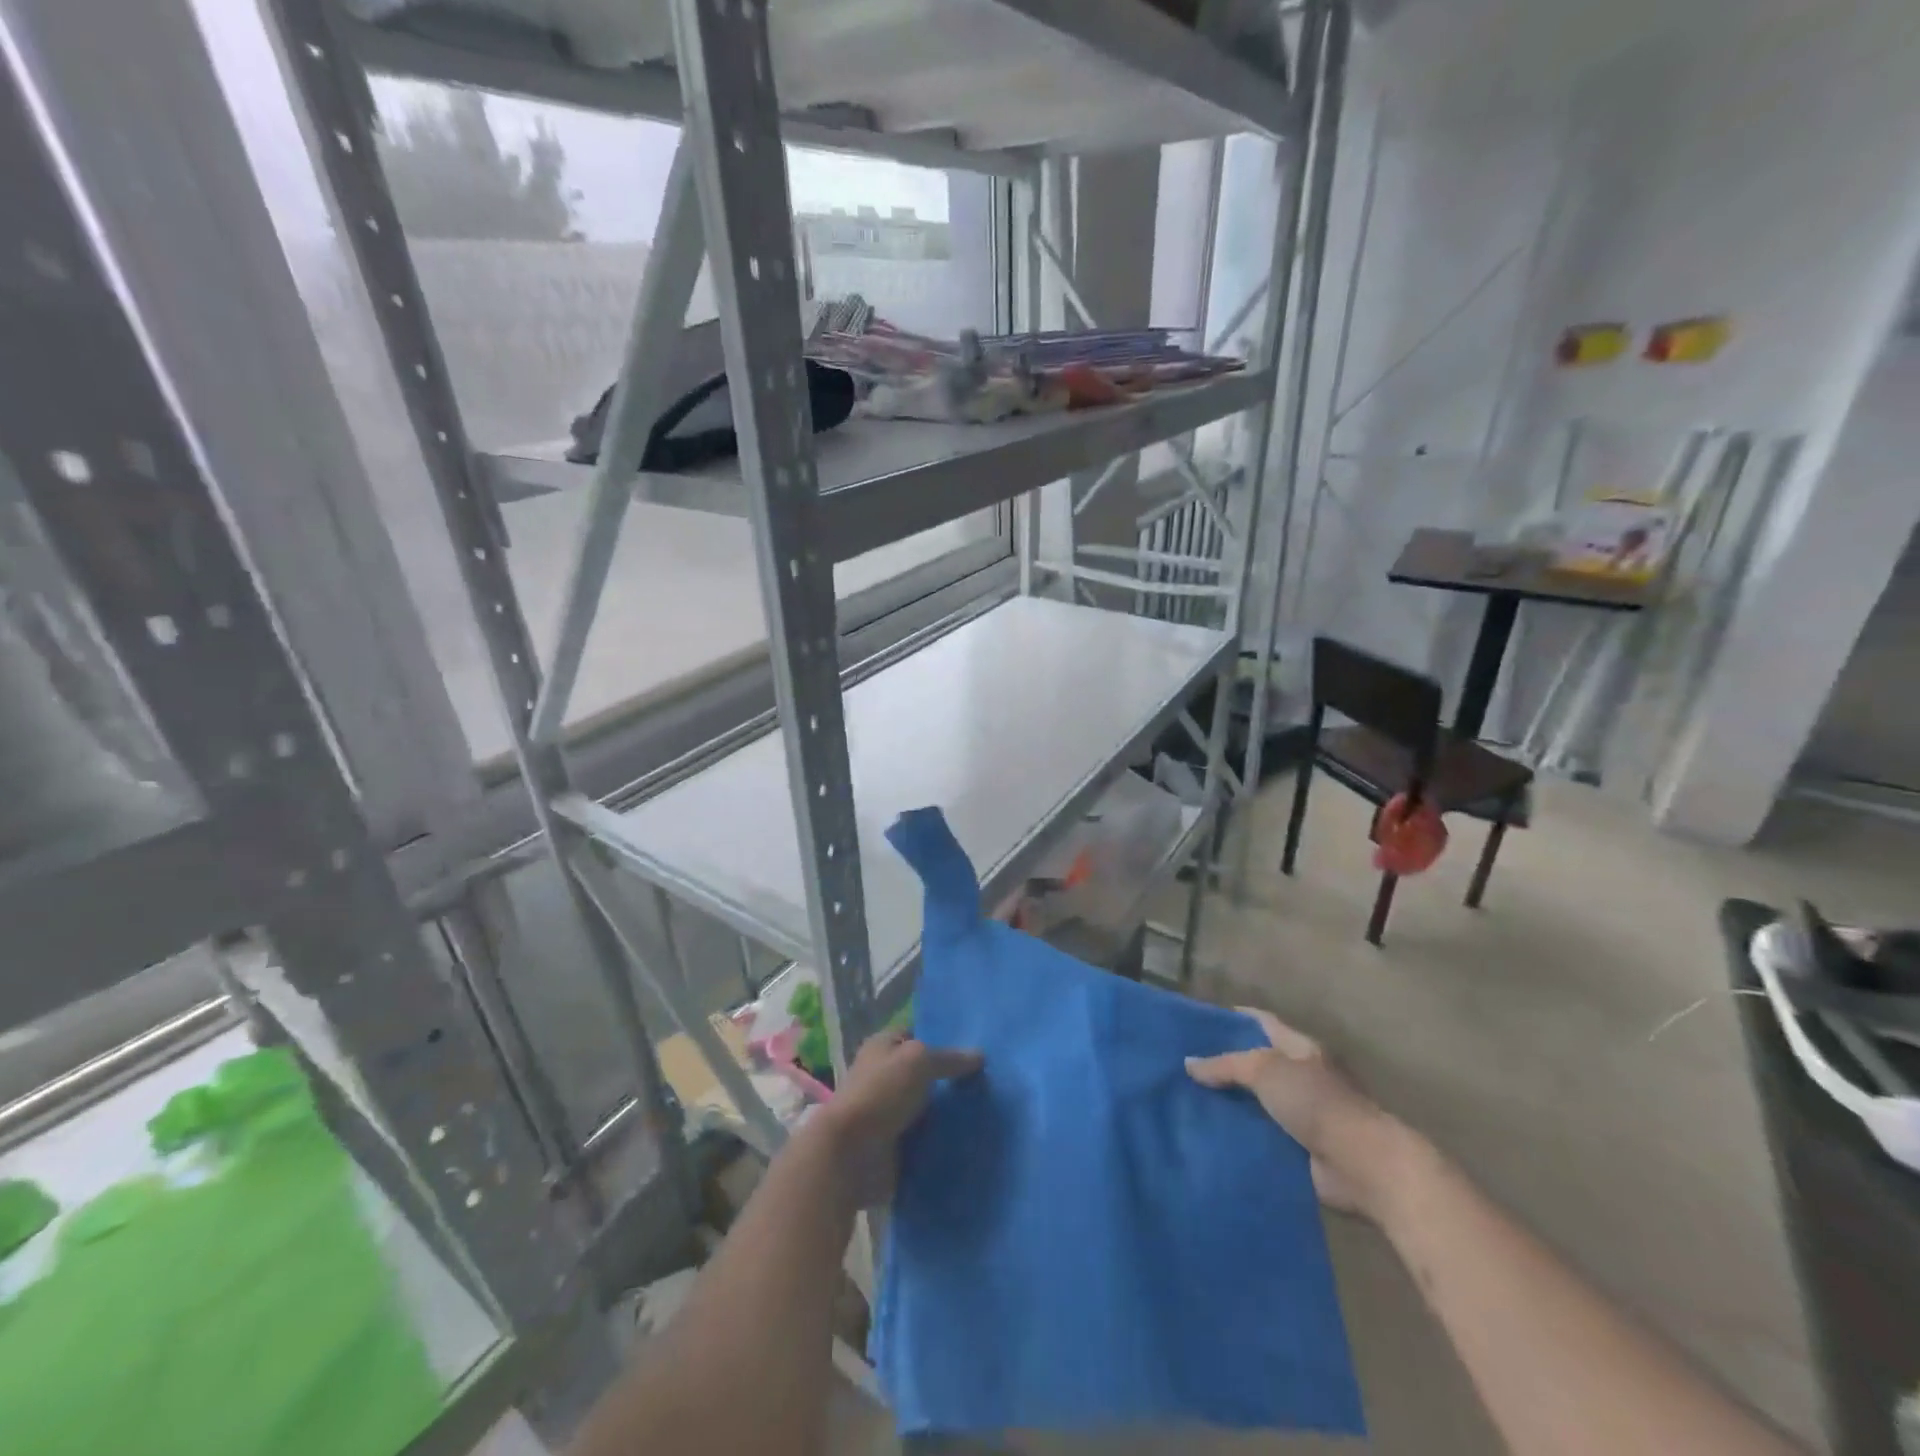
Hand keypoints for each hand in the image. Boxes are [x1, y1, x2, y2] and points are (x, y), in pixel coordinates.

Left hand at [810, 1031, 983, 1207]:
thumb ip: (948, 1058)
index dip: (944, 1037)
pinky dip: (947, 1141)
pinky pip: (930, 1139)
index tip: (979, 1044)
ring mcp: (892, 1113)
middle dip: (954, 1079)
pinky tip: (978, 1138)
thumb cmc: (880, 1093)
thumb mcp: (918, 1061)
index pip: (918, 1034)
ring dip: (954, 1113)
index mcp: (884, 1047)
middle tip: (994, 1080)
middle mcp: (886, 1077)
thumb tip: (979, 1056)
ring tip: (994, 1110)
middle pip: (928, 1074)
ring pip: (932, 1108)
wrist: (851, 1155)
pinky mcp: (899, 1147)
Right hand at [1186, 1008, 1410, 1218]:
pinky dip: (1241, 1136)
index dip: (1235, 1018)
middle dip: (1226, 1065)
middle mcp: (1303, 1077)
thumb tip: (1189, 1064)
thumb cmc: (1317, 1102)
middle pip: (1258, 1064)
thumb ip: (1226, 1066)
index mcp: (1300, 1049)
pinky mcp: (1301, 1149)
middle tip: (1185, 1066)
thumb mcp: (1265, 1071)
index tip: (1201, 1021)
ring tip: (1189, 1102)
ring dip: (1231, 1104)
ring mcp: (1304, 1114)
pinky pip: (1263, 1136)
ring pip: (1258, 1102)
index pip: (1263, 1023)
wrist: (1363, 1164)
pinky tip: (1212, 1136)